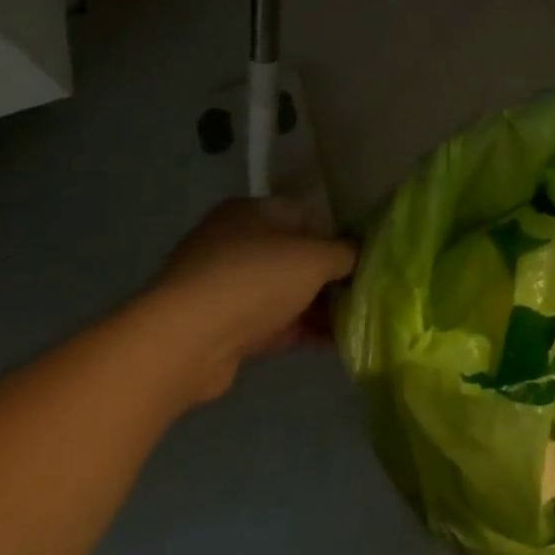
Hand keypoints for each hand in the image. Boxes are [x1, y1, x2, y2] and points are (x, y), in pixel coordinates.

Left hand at [138, 197, 356, 403]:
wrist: (186, 341)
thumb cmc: (255, 278)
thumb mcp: (316, 256)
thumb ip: (347, 252)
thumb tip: (361, 255)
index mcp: (252, 213)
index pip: (306, 215)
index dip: (338, 234)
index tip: (367, 256)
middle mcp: (236, 244)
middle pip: (297, 257)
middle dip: (333, 276)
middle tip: (369, 290)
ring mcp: (228, 288)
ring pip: (288, 293)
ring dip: (322, 307)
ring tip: (362, 319)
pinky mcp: (226, 328)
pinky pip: (277, 324)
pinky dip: (305, 330)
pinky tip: (339, 342)